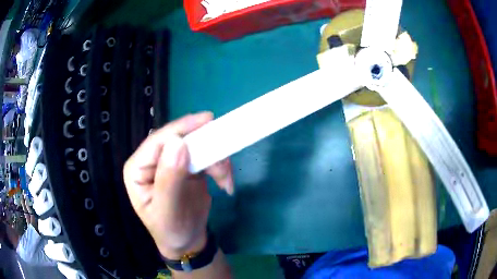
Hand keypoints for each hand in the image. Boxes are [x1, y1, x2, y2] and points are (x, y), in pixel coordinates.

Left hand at [123, 112, 233, 259]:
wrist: (187, 242)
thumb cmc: (170, 231)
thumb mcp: (167, 212)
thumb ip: (169, 180)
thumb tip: (178, 143)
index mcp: (138, 169)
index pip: (157, 142)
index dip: (181, 129)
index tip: (207, 120)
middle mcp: (153, 161)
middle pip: (179, 139)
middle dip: (204, 146)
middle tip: (223, 156)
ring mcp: (172, 162)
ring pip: (197, 146)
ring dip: (215, 159)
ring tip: (225, 180)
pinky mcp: (189, 166)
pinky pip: (207, 156)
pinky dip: (220, 166)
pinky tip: (225, 183)